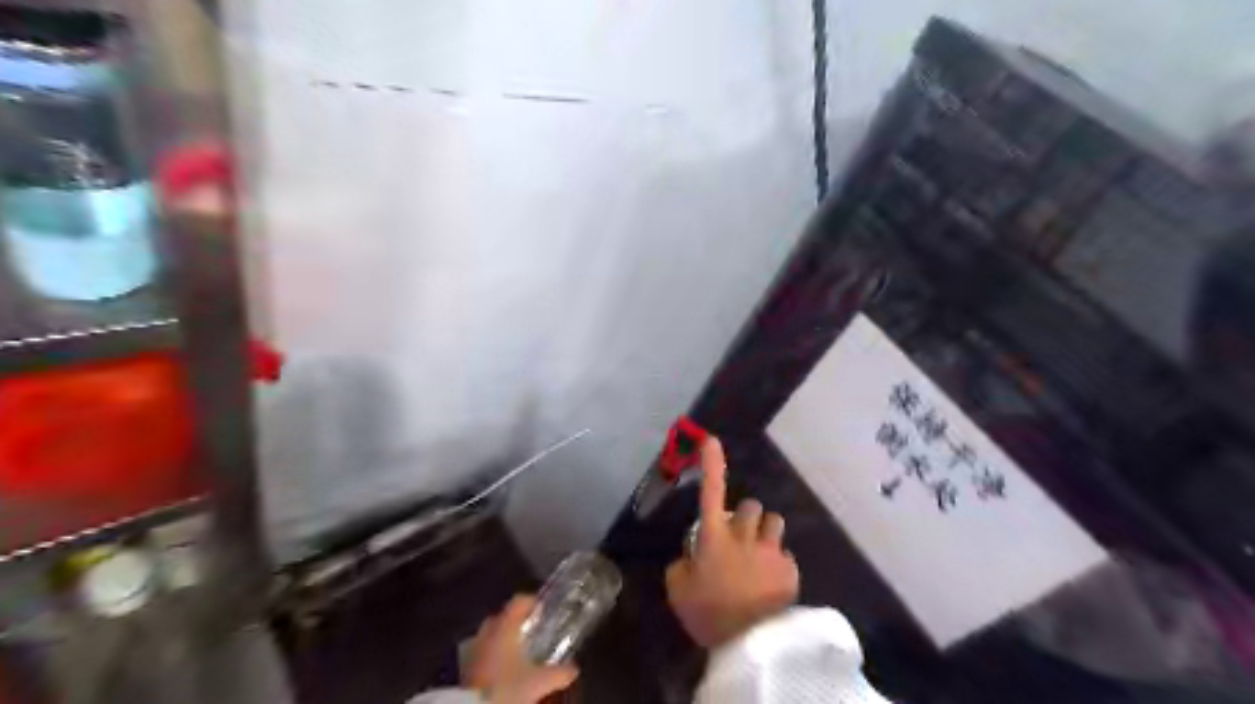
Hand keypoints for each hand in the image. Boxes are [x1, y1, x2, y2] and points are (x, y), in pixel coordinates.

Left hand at [462, 595, 579, 703]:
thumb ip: (559, 673)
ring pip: (489, 634)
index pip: (519, 601)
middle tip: (531, 631)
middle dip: (515, 621)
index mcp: (505, 626)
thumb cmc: (507, 687)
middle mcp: (487, 632)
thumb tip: (574, 668)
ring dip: (501, 639)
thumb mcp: (539, 682)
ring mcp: (473, 649)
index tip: (543, 609)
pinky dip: (491, 655)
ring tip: (516, 652)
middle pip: (502, 616)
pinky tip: (501, 670)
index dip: (532, 602)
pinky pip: (480, 653)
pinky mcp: (464, 668)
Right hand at [660, 434, 797, 647]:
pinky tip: (771, 585)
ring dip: (766, 533)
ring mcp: (770, 549)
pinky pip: (785, 555)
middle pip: (750, 505)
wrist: (748, 644)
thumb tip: (690, 558)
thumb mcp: (679, 589)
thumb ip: (682, 565)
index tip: (710, 439)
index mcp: (713, 536)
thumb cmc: (708, 613)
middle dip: (746, 518)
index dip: (710, 463)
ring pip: (773, 522)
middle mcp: (743, 534)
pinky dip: (778, 564)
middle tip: (739, 540)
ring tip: (760, 556)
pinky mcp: (790, 568)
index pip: (710, 490)